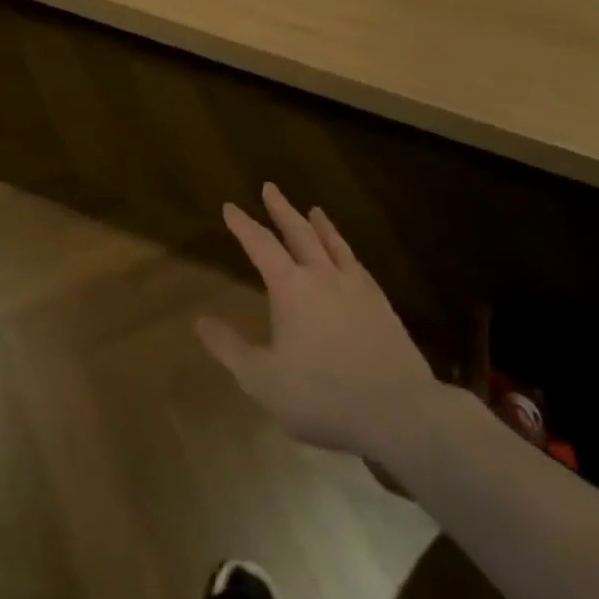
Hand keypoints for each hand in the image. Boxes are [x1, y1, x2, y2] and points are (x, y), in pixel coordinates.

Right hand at [198, 184, 453, 461]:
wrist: (398, 410)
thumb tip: (200, 321)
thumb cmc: (323, 395)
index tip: (230, 206)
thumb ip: (230, 349)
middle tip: (270, 187)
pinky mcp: (381, 304)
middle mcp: (322, 275)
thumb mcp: (263, 380)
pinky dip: (347, 252)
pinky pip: (358, 265)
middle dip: (281, 210)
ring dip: (319, 225)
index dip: (243, 225)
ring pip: (333, 244)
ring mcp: (356, 287)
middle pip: (299, 233)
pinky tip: (349, 256)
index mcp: (291, 288)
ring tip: (313, 209)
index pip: (261, 245)